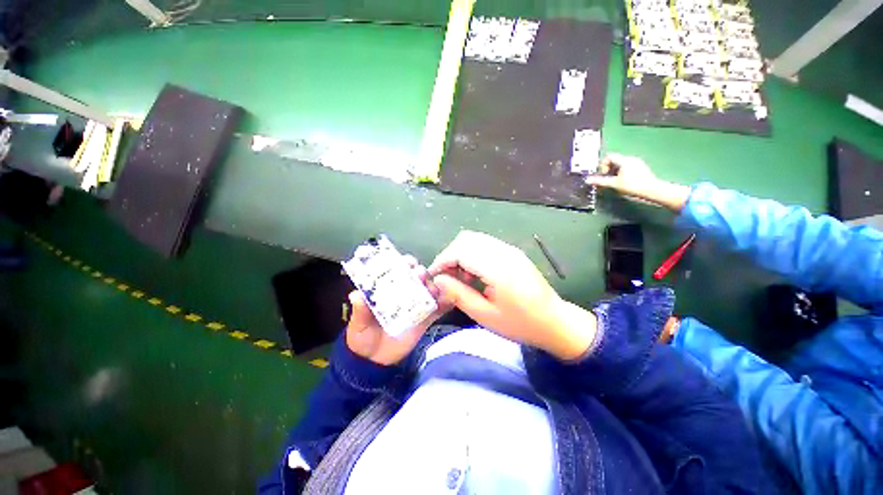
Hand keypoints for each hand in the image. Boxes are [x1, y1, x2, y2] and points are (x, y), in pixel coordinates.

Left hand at [345, 259, 449, 365]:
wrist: (375, 362)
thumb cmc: (363, 337)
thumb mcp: (358, 325)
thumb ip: (360, 311)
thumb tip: (356, 295)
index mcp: (388, 290)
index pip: (398, 271)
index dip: (403, 263)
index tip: (407, 262)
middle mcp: (405, 293)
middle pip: (416, 277)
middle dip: (420, 272)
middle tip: (419, 274)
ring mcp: (416, 306)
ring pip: (428, 290)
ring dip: (433, 286)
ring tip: (433, 289)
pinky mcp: (426, 319)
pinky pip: (437, 309)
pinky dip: (444, 303)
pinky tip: (449, 300)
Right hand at [428, 231, 596, 359]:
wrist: (555, 322)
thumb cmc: (520, 323)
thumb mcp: (485, 315)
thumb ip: (458, 294)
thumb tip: (438, 280)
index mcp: (498, 268)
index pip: (461, 250)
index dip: (442, 260)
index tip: (434, 276)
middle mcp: (504, 251)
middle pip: (466, 239)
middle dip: (449, 255)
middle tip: (446, 277)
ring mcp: (510, 249)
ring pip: (475, 239)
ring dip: (461, 254)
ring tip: (460, 277)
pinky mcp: (512, 252)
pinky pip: (485, 244)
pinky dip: (472, 254)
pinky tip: (475, 273)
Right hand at [586, 154, 691, 211]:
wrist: (652, 190)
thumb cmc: (632, 186)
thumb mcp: (614, 184)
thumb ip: (600, 181)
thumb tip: (587, 180)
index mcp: (624, 161)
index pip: (609, 157)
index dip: (603, 165)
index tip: (603, 174)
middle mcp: (631, 159)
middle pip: (615, 161)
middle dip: (608, 170)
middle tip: (607, 180)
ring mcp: (638, 164)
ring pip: (621, 165)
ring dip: (615, 172)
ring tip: (615, 182)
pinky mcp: (642, 169)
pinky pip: (628, 168)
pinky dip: (622, 174)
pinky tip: (624, 183)